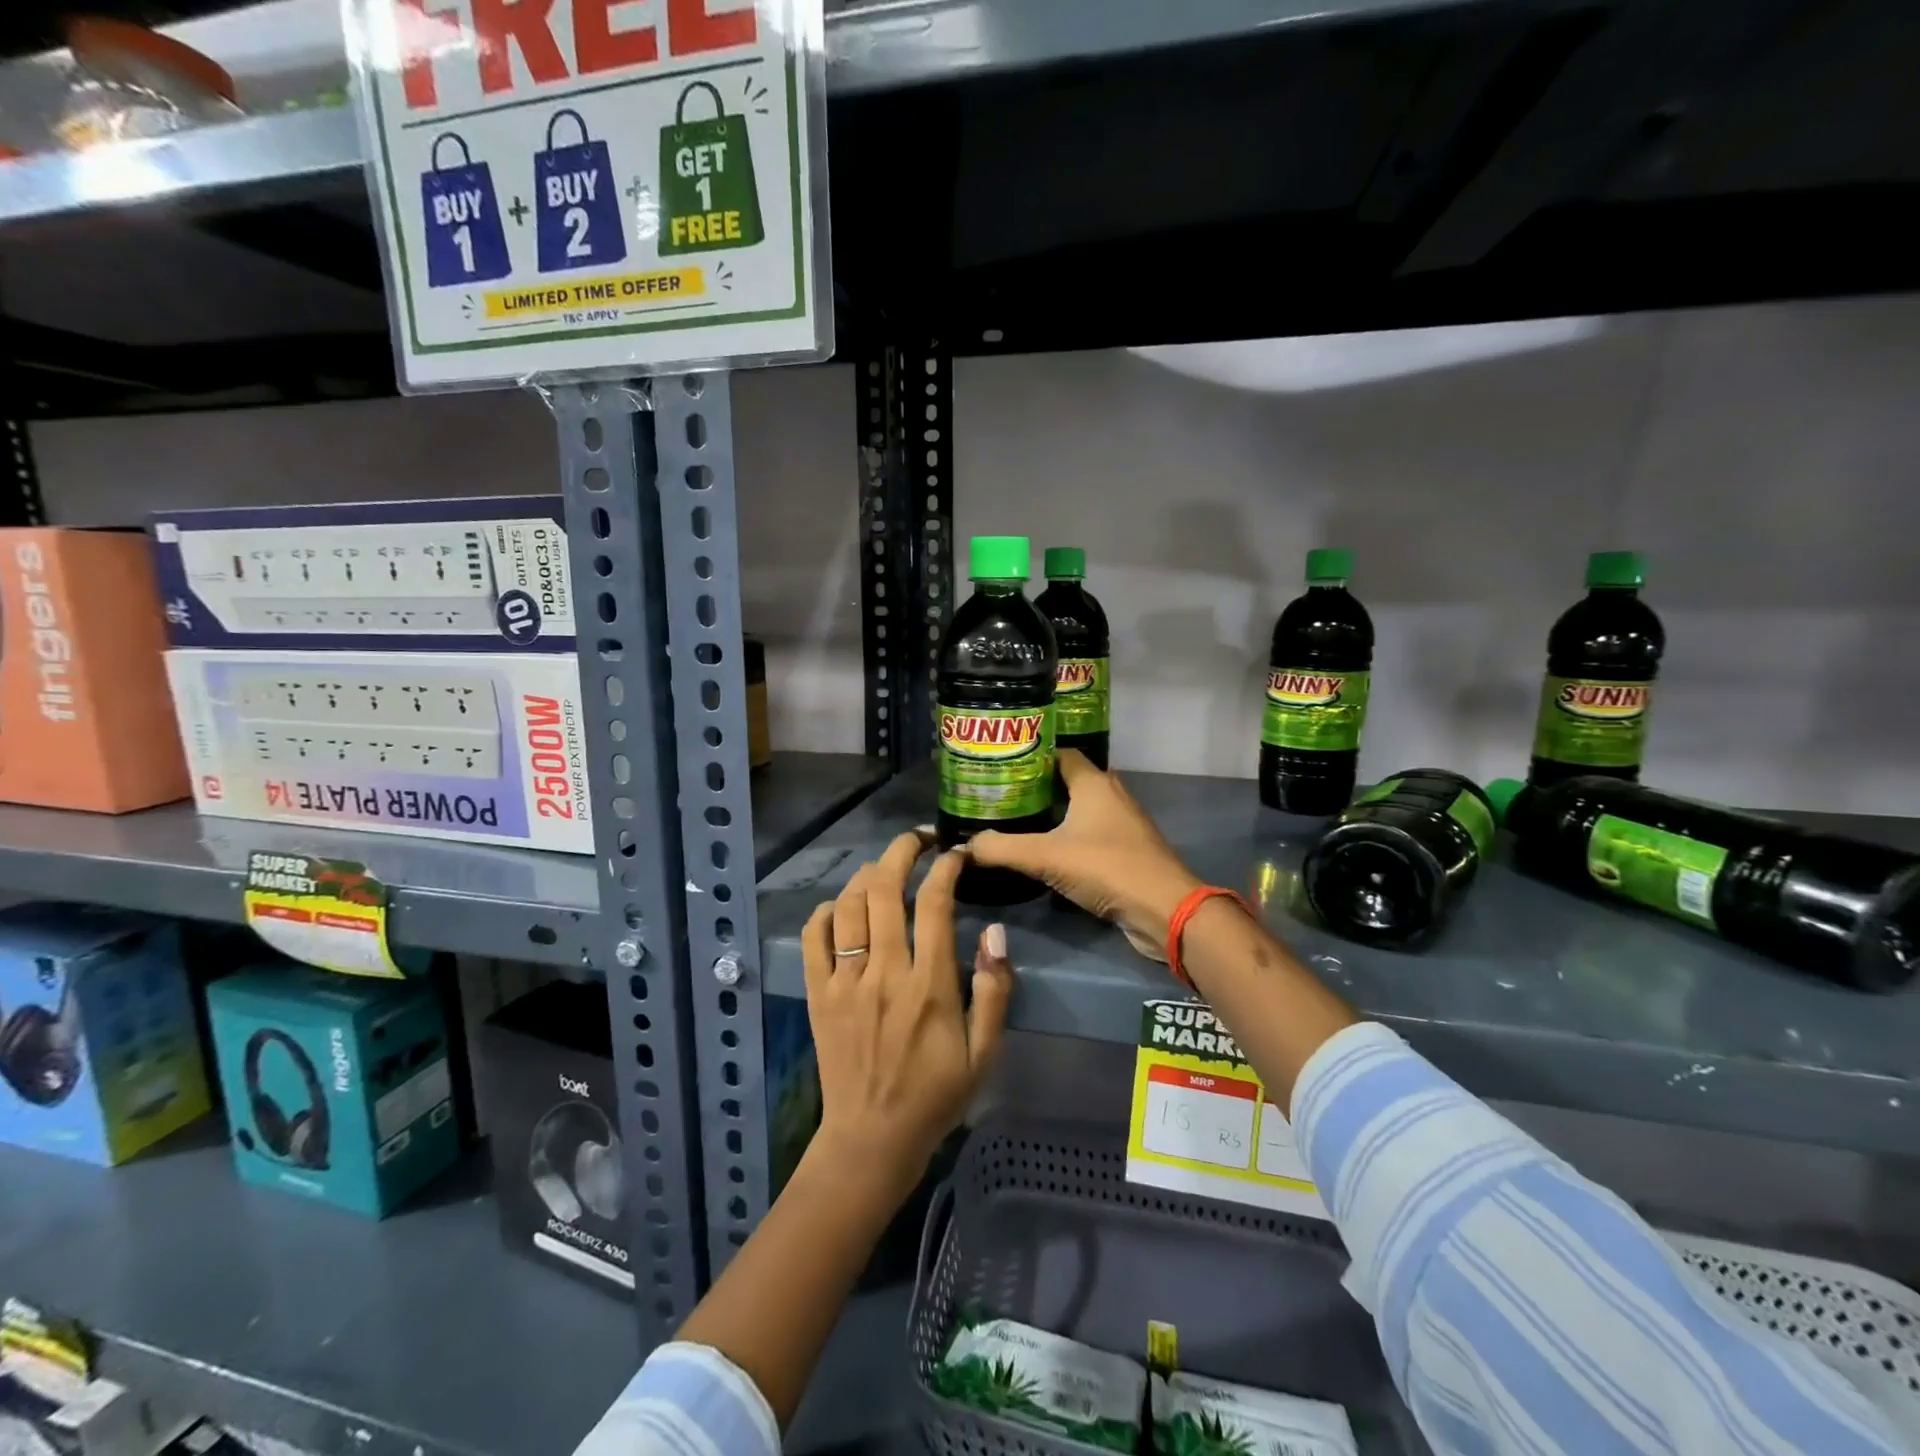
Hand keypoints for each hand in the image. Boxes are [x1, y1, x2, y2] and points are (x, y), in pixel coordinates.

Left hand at [801, 830, 1014, 1201]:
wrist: (871, 1139)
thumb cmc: (935, 1095)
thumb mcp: (984, 1052)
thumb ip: (994, 991)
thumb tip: (994, 932)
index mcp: (928, 985)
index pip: (935, 904)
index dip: (946, 868)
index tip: (956, 854)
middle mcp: (884, 972)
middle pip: (885, 889)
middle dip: (902, 851)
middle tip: (917, 840)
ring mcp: (845, 980)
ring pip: (848, 905)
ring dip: (867, 875)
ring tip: (885, 869)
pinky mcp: (818, 993)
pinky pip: (813, 936)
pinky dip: (825, 911)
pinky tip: (842, 907)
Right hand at [969, 750, 1202, 954]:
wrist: (1163, 909)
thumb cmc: (1106, 867)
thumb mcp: (1045, 857)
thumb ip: (1002, 849)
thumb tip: (963, 846)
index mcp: (1093, 782)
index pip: (1057, 754)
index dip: (1028, 757)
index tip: (997, 766)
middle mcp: (1110, 794)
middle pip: (1066, 780)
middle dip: (1033, 787)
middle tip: (998, 796)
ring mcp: (1121, 822)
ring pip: (1078, 808)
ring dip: (1051, 814)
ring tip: (1013, 821)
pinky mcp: (1125, 849)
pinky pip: (1089, 832)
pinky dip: (1067, 836)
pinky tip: (1043, 850)